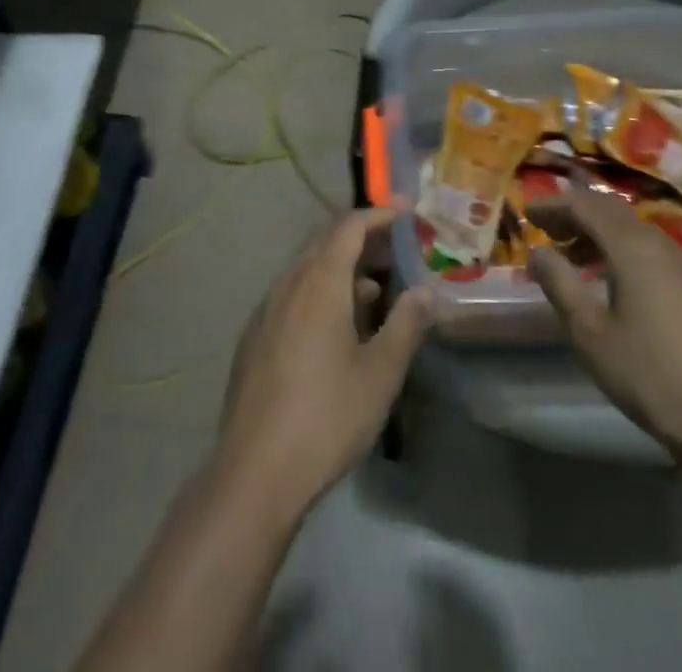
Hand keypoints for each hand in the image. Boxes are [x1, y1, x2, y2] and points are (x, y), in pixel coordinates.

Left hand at [216, 205, 432, 518]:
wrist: (255, 470)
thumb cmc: (327, 416)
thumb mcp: (380, 374)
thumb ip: (406, 325)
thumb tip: (425, 291)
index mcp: (319, 282)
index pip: (349, 227)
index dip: (379, 213)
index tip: (407, 210)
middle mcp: (288, 283)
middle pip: (326, 241)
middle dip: (363, 238)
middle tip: (397, 247)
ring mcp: (266, 309)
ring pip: (308, 269)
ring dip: (343, 268)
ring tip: (376, 291)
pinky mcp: (255, 335)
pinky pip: (293, 294)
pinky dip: (322, 291)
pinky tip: (339, 326)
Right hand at [526, 187, 681, 463]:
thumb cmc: (648, 374)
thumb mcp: (589, 331)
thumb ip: (560, 283)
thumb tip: (538, 252)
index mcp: (631, 247)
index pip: (585, 206)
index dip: (553, 205)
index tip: (527, 213)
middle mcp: (659, 245)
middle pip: (611, 211)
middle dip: (576, 214)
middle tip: (547, 229)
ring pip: (633, 231)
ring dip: (599, 233)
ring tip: (573, 257)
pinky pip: (650, 251)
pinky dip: (621, 251)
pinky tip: (613, 282)